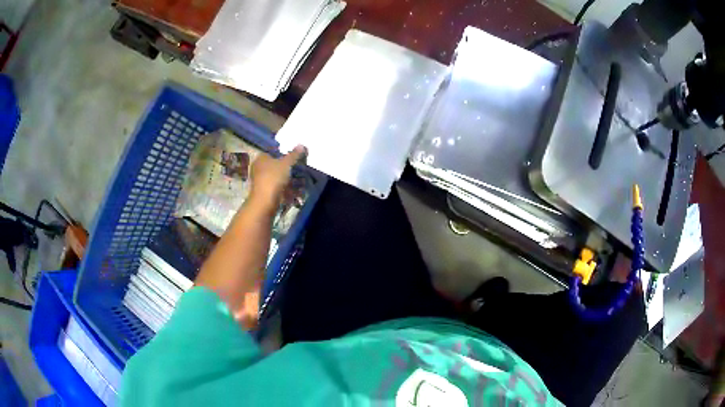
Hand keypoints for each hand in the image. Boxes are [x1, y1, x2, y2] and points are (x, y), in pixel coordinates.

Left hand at [249, 145, 306, 208]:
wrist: (265, 201)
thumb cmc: (273, 177)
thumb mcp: (286, 163)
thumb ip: (294, 154)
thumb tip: (301, 145)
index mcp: (261, 158)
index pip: (272, 152)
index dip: (283, 154)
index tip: (293, 158)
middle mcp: (257, 167)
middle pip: (274, 165)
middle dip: (285, 168)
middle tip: (297, 169)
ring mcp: (259, 180)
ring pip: (275, 176)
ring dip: (285, 179)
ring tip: (297, 180)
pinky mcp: (263, 191)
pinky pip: (275, 186)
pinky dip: (283, 188)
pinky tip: (291, 190)